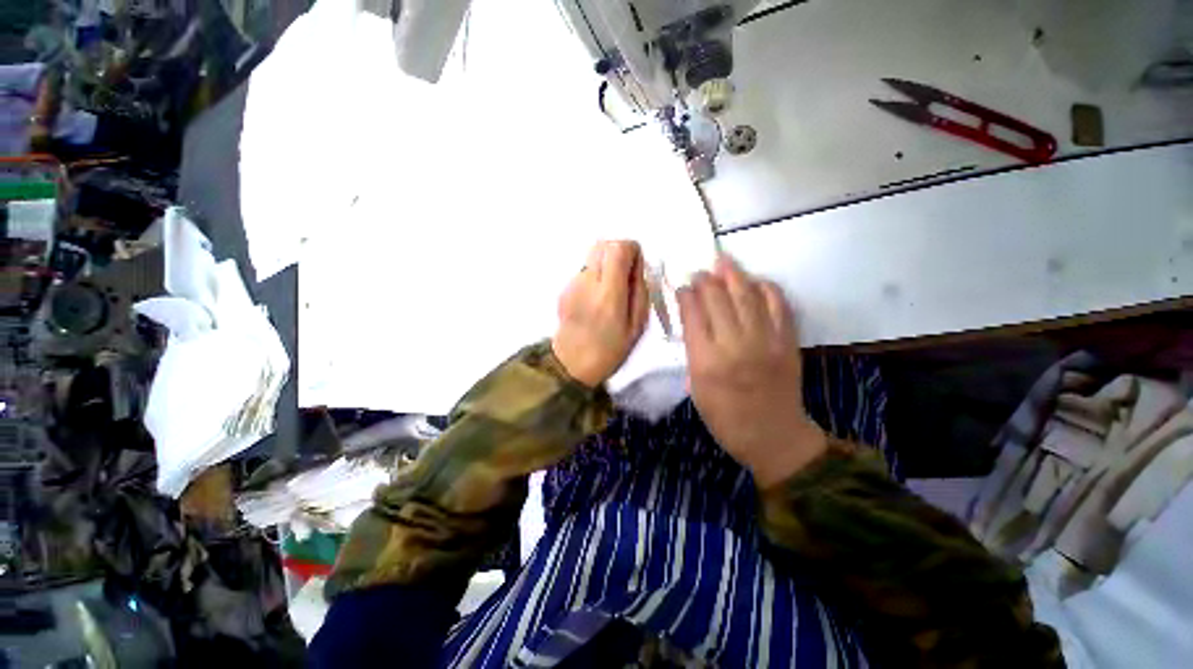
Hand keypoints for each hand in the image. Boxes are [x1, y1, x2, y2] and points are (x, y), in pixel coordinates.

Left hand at [552, 240, 649, 387]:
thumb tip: (637, 267)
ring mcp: (572, 284)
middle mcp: (587, 282)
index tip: (637, 267)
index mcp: (608, 294)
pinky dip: (595, 274)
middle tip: (626, 275)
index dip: (632, 250)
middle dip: (619, 252)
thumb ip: (640, 292)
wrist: (571, 364)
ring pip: (592, 255)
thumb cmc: (609, 350)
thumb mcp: (637, 326)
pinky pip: (584, 269)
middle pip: (603, 244)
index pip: (618, 249)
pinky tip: (597, 298)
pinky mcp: (564, 288)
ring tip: (611, 289)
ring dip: (606, 263)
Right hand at [677, 255, 826, 487]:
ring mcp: (765, 341)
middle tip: (700, 271)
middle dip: (706, 280)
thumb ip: (694, 349)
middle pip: (717, 299)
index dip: (686, 294)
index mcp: (706, 360)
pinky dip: (766, 289)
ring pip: (746, 296)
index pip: (693, 314)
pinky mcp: (787, 341)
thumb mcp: (696, 386)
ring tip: (723, 261)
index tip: (683, 286)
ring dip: (733, 275)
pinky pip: (778, 305)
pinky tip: (755, 281)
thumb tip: (693, 318)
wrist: (772, 435)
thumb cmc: (724, 416)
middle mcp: (734, 345)